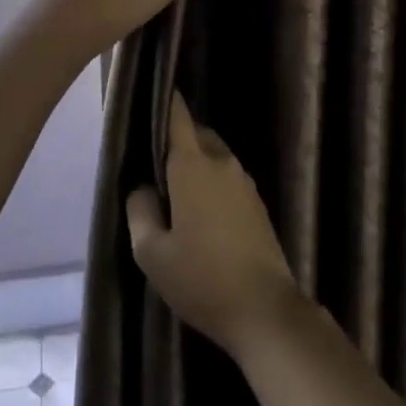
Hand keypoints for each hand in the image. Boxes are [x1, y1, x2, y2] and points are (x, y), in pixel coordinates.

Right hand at [127, 93, 300, 360]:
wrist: (265, 310)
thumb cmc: (202, 279)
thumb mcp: (152, 253)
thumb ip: (140, 211)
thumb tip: (143, 188)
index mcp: (193, 164)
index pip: (178, 115)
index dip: (165, 100)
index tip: (152, 94)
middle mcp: (221, 161)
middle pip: (196, 133)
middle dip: (176, 140)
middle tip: (155, 167)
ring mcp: (244, 181)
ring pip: (214, 156)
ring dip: (195, 164)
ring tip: (176, 195)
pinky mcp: (257, 203)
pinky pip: (227, 178)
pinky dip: (211, 183)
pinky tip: (202, 215)